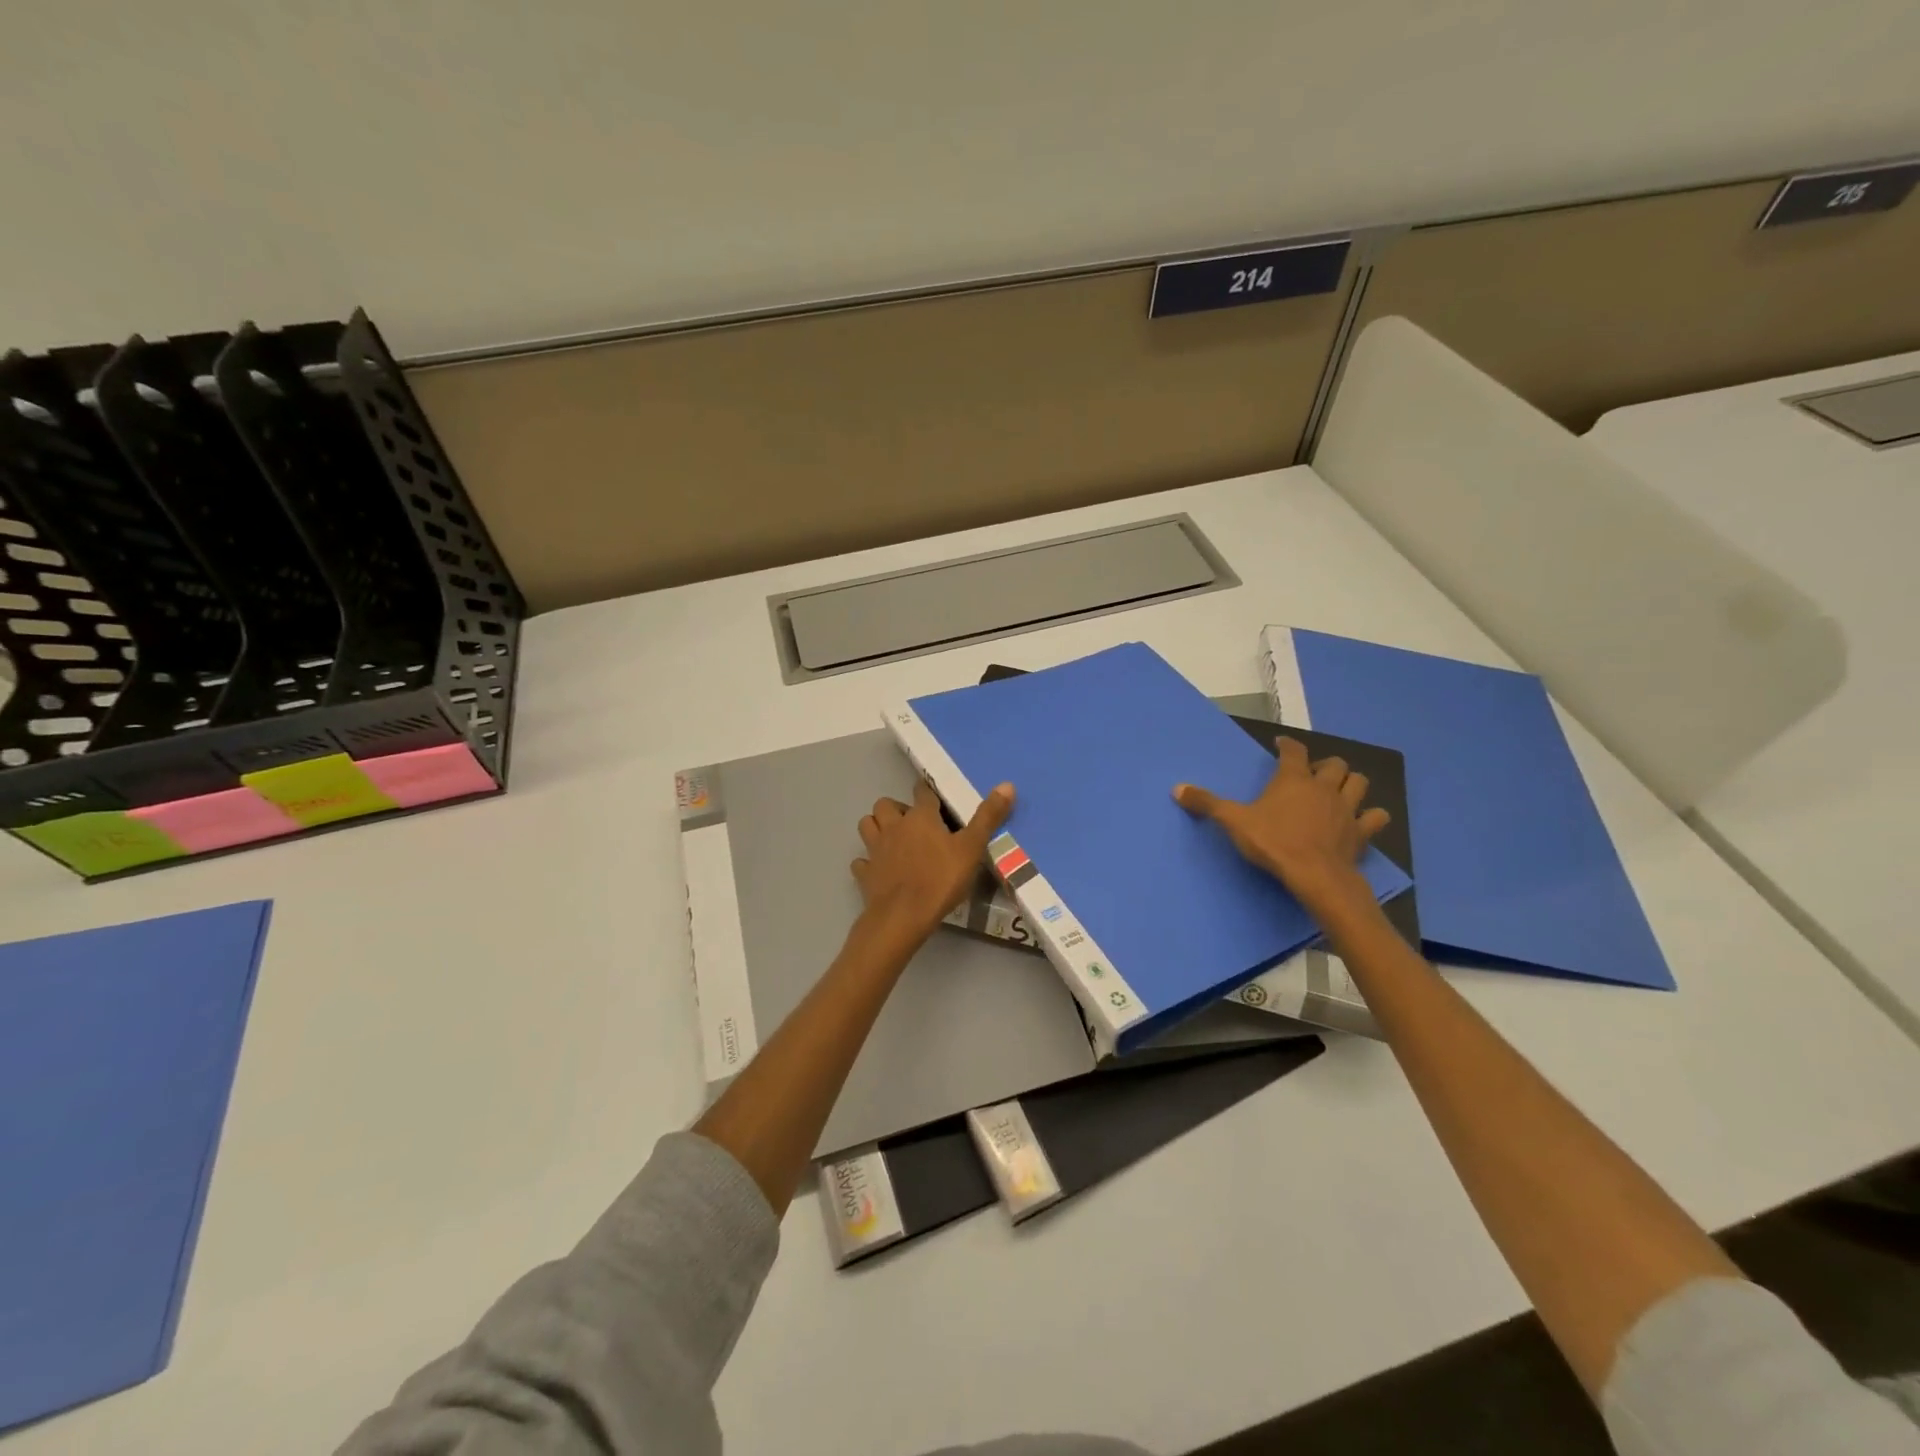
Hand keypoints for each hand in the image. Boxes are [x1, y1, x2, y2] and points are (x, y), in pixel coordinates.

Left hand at [852, 780, 1015, 941]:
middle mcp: (894, 826)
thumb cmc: (941, 879)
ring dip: (877, 827)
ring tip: (893, 839)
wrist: (904, 916)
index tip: (936, 800)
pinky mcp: (865, 873)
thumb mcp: (972, 848)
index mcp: (920, 817)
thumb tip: (1007, 784)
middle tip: (913, 824)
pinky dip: (868, 862)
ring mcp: (876, 849)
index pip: (922, 792)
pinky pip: (861, 861)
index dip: (928, 793)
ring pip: (867, 825)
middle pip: (885, 804)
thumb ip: (988, 817)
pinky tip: (878, 869)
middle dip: (896, 809)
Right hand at [1174, 737, 1388, 908]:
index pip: (1293, 751)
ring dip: (1351, 783)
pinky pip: (1376, 817)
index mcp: (1293, 780)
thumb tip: (1177, 788)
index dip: (1288, 745)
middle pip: (1334, 764)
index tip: (1281, 744)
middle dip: (1325, 765)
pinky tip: (1364, 820)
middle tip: (1312, 774)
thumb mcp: (1233, 822)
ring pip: (1359, 783)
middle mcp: (1323, 788)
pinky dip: (1372, 816)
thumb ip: (1207, 803)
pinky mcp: (1361, 832)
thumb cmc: (1273, 843)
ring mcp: (1347, 809)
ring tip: (1340, 790)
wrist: (1315, 875)